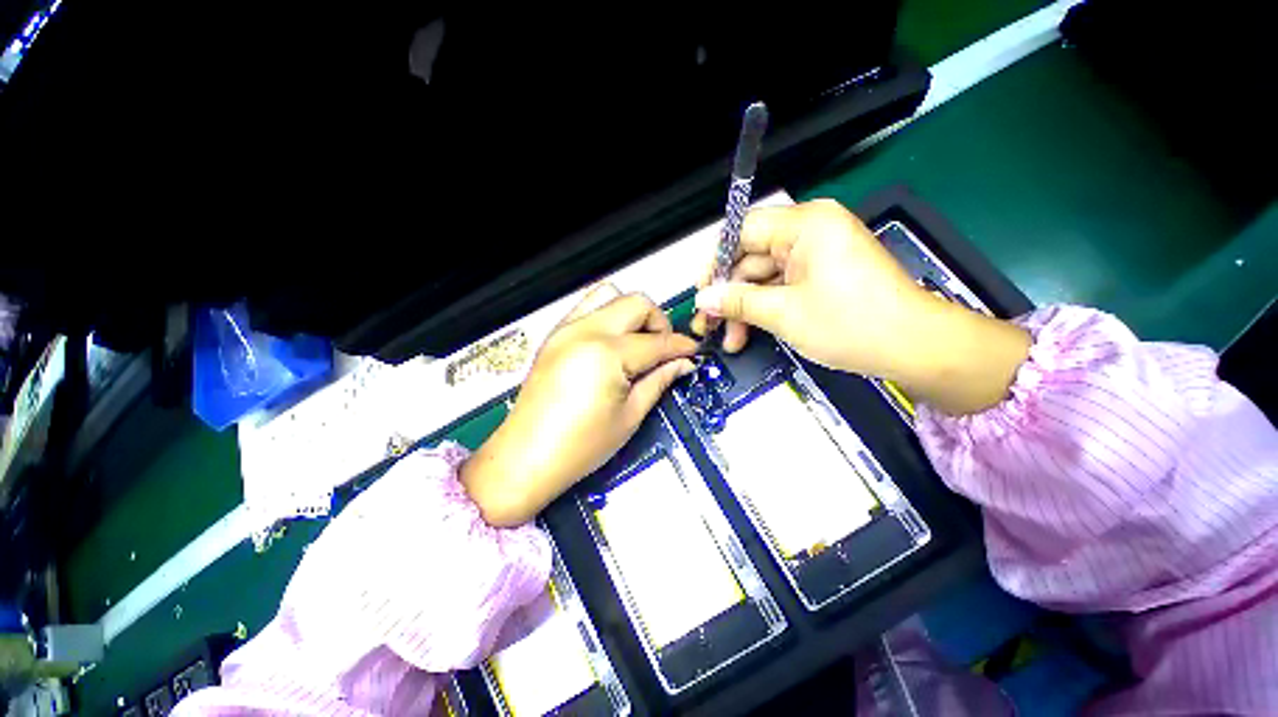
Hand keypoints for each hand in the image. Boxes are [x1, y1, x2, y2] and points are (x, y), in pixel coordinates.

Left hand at [462, 284, 696, 525]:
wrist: (526, 457)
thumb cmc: (580, 447)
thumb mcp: (629, 417)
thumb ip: (658, 381)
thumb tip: (682, 364)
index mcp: (607, 353)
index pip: (656, 341)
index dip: (680, 346)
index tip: (692, 352)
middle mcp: (585, 330)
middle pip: (636, 303)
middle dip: (658, 322)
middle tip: (664, 349)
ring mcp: (566, 329)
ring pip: (610, 295)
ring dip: (632, 313)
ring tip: (638, 342)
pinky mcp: (555, 335)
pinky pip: (587, 307)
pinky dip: (608, 315)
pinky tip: (613, 343)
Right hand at [692, 199, 1029, 415]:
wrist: (915, 347)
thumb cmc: (851, 323)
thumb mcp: (784, 313)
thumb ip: (737, 301)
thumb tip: (703, 298)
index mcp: (805, 224)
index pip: (743, 230)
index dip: (716, 261)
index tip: (701, 291)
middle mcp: (811, 232)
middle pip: (751, 257)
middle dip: (729, 294)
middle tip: (710, 324)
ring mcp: (817, 255)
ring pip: (764, 277)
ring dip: (744, 308)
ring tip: (731, 339)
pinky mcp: (821, 276)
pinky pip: (781, 287)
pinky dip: (764, 309)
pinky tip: (750, 333)